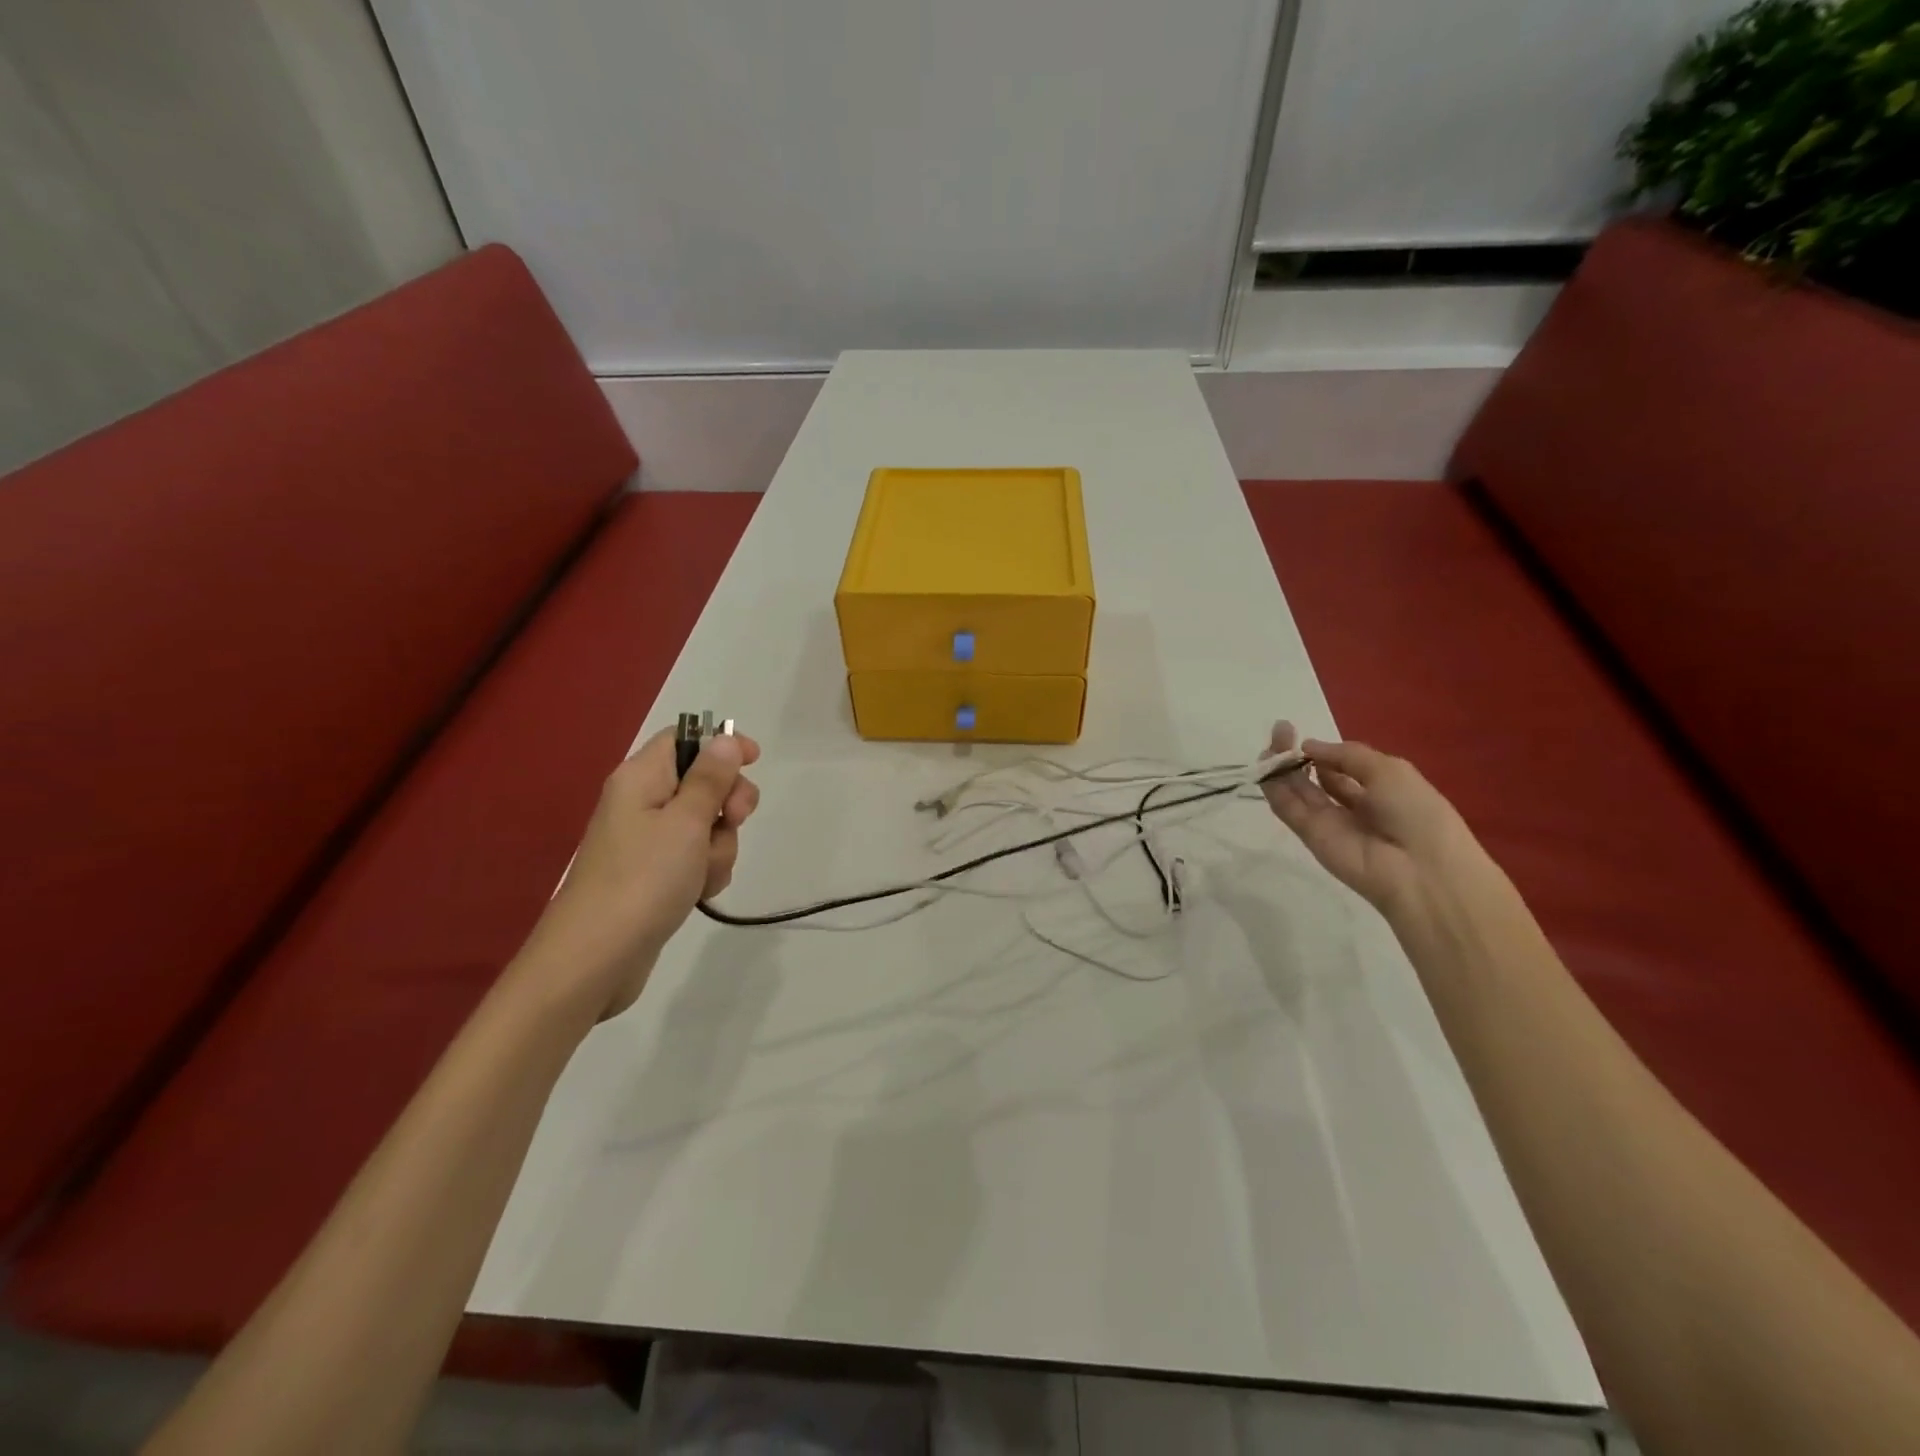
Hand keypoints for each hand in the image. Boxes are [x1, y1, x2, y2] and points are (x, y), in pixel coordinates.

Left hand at [524, 727, 760, 1019]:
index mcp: (641, 778)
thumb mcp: (686, 822)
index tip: (755, 761)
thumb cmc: (643, 879)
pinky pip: (695, 858)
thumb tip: (722, 738)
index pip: (684, 738)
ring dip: (719, 846)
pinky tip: (698, 892)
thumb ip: (710, 778)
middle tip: (734, 821)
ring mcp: (648, 842)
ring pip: (706, 825)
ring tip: (703, 873)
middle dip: (728, 803)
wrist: (595, 958)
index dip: (721, 744)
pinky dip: (705, 871)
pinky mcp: (654, 875)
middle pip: (702, 782)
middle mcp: (641, 802)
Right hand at [1260, 721, 1480, 915]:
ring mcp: (1328, 821)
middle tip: (1280, 731)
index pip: (1341, 767)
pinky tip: (1267, 767)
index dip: (1322, 751)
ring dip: (1281, 768)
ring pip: (1297, 791)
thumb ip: (1345, 755)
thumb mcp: (1388, 770)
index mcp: (1378, 788)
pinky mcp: (1310, 836)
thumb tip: (1307, 746)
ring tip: (1269, 746)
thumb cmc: (1415, 812)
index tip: (1302, 735)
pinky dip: (1275, 789)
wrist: (1420, 869)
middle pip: (1315, 776)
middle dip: (1297, 754)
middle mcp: (1351, 804)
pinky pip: (1288, 809)